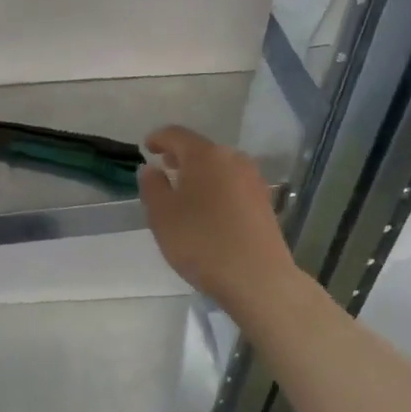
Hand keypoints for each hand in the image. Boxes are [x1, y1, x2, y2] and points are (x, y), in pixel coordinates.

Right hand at [138, 126, 300, 308]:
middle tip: (163, 168)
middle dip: (180, 156)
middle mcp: (232, 159)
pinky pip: (232, 184)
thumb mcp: (162, 215)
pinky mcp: (264, 201)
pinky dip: (216, 187)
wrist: (257, 277)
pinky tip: (208, 208)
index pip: (176, 135)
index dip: (158, 138)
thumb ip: (152, 187)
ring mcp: (252, 179)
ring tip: (184, 190)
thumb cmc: (201, 242)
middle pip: (201, 149)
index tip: (147, 147)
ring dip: (200, 173)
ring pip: (219, 166)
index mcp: (205, 155)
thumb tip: (151, 169)